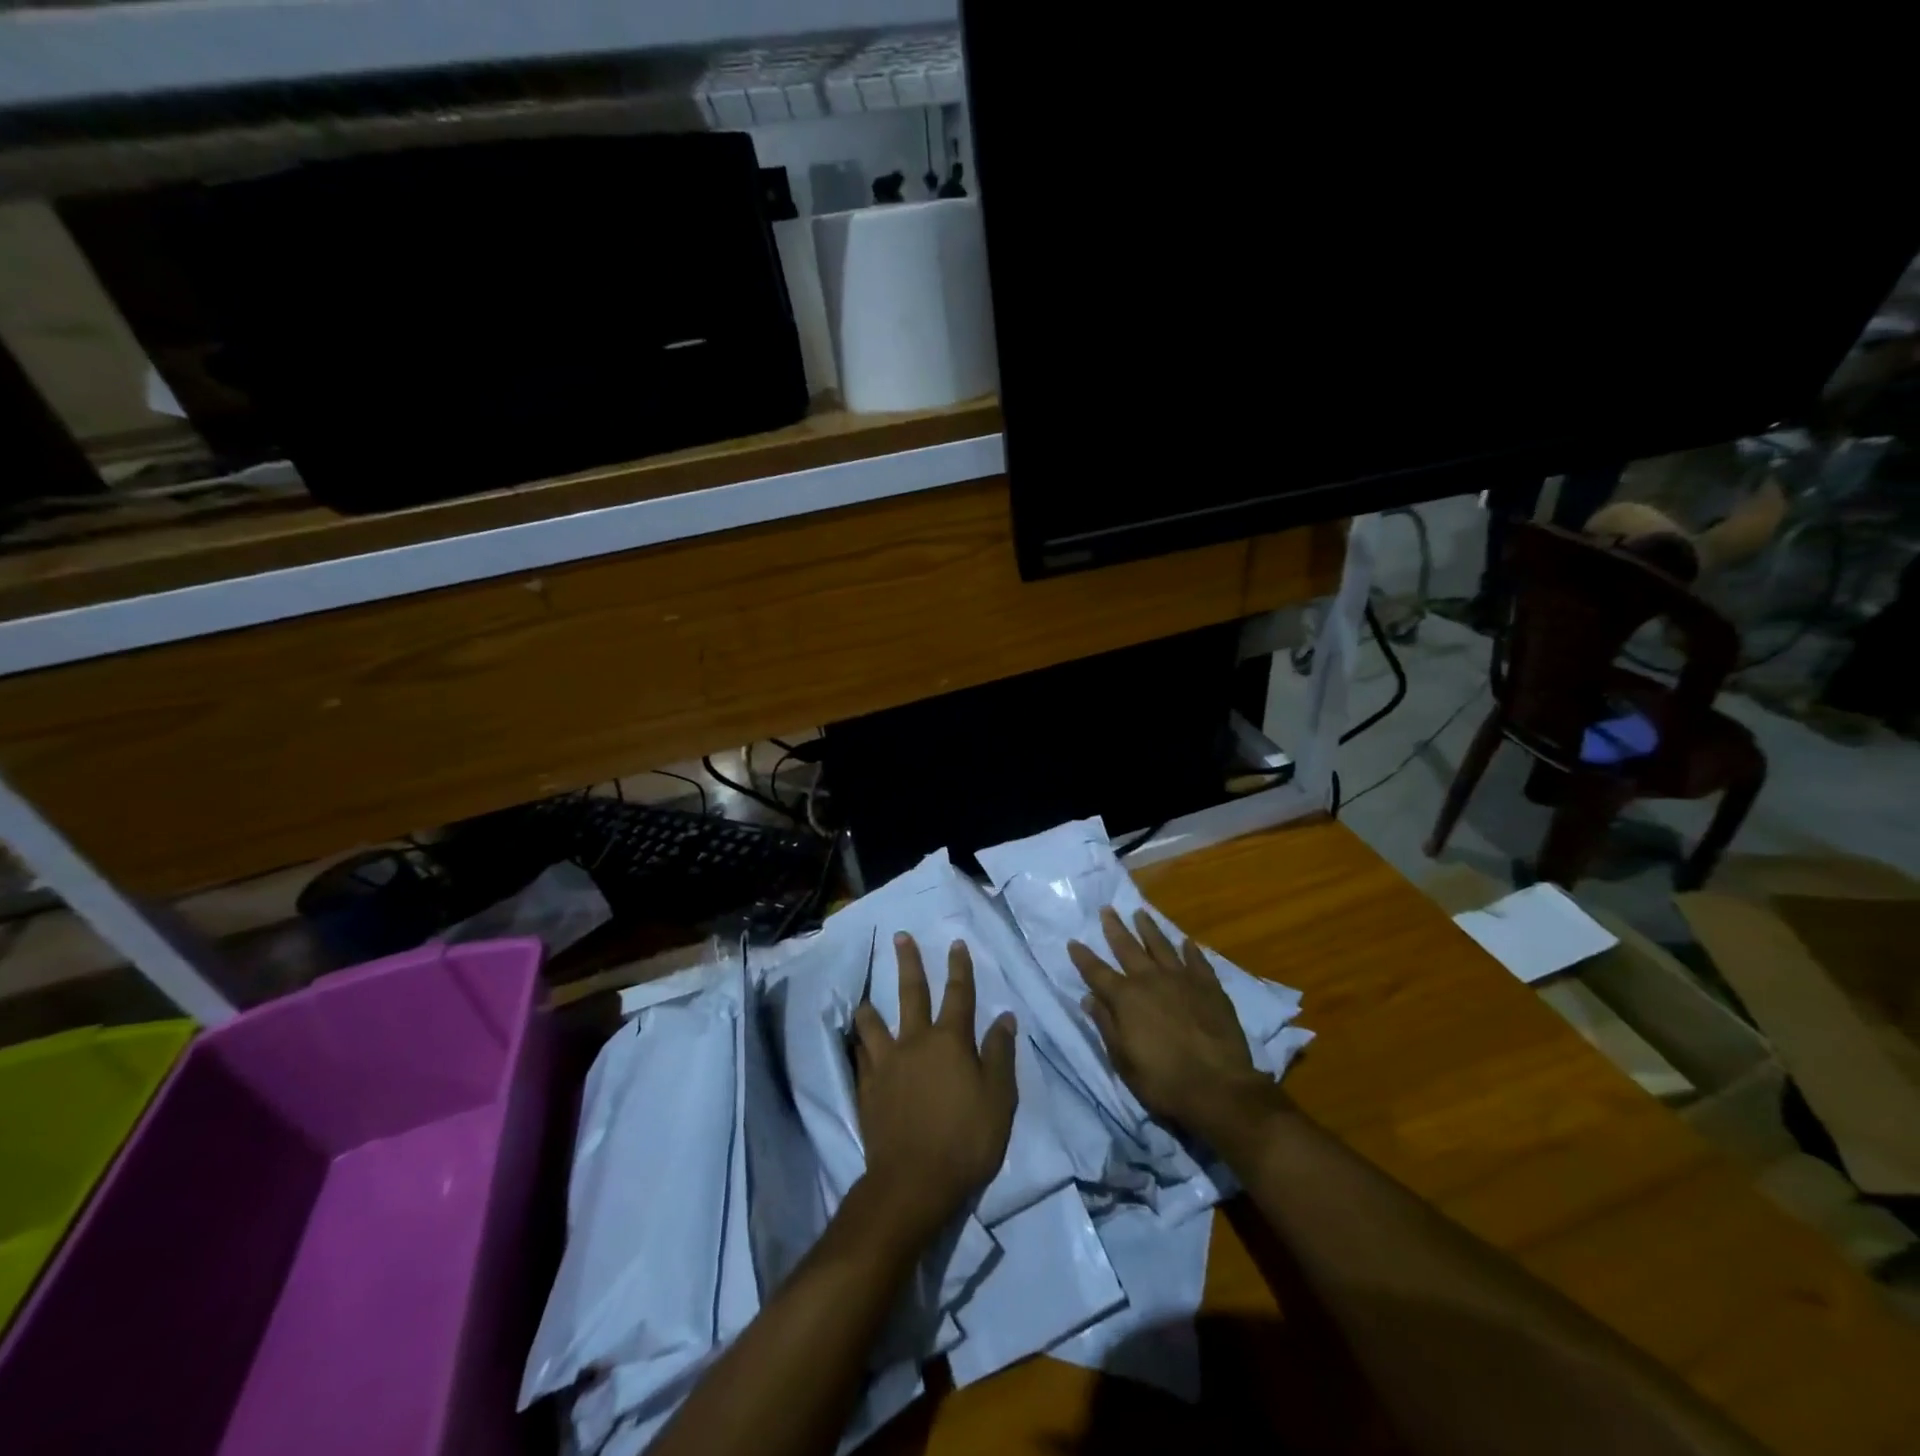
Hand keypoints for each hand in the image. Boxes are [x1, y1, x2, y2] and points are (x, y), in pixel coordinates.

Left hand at [852, 933, 1017, 1245]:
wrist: (914, 1181)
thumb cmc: (966, 1139)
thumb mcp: (999, 1098)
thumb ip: (1000, 1054)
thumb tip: (1004, 1017)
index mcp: (950, 1041)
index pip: (959, 994)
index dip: (959, 967)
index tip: (955, 943)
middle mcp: (915, 1041)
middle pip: (911, 993)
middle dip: (909, 963)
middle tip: (900, 937)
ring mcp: (886, 1064)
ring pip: (873, 1024)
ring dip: (871, 1009)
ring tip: (865, 1001)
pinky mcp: (867, 1088)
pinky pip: (861, 1057)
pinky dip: (860, 1047)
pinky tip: (857, 1047)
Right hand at [1069, 906, 1278, 1140]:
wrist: (1218, 1087)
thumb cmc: (1163, 1080)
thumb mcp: (1123, 1060)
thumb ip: (1106, 1025)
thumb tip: (1089, 998)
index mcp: (1125, 998)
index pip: (1096, 972)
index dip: (1083, 957)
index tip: (1073, 942)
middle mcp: (1150, 980)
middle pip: (1128, 947)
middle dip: (1115, 928)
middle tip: (1107, 909)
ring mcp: (1182, 979)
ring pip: (1161, 945)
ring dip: (1149, 929)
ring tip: (1140, 913)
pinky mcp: (1209, 987)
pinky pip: (1197, 961)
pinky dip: (1190, 950)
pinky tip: (1187, 942)